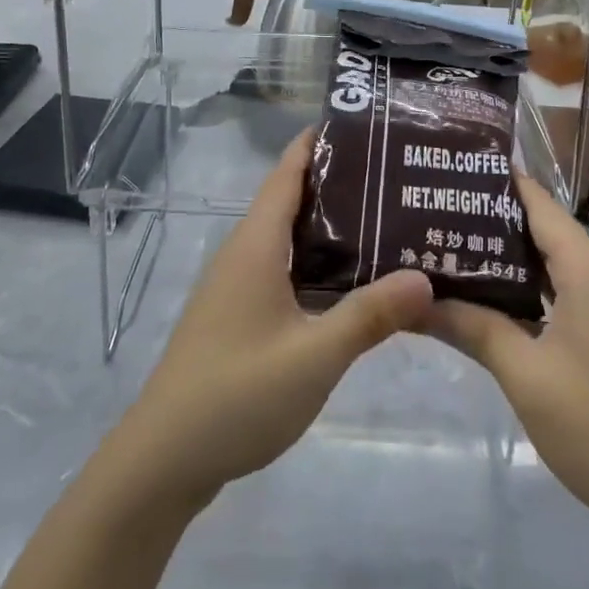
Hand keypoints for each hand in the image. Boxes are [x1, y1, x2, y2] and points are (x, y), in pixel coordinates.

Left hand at [110, 129, 432, 507]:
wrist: (163, 461)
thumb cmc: (237, 395)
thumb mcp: (314, 357)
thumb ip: (370, 316)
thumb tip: (425, 276)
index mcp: (256, 245)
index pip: (288, 171)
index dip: (321, 142)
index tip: (368, 127)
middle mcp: (244, 253)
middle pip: (292, 199)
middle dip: (340, 183)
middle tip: (397, 178)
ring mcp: (237, 286)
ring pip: (288, 238)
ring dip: (331, 227)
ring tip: (388, 223)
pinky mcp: (237, 316)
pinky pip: (283, 270)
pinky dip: (317, 263)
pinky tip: (351, 284)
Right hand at [423, 176, 588, 537]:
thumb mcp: (527, 377)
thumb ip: (473, 329)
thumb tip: (416, 301)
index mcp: (586, 267)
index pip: (536, 201)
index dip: (495, 180)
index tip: (449, 167)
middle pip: (540, 227)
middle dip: (489, 217)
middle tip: (433, 210)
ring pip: (549, 261)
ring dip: (505, 255)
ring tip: (449, 246)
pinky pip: (560, 289)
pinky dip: (524, 286)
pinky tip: (489, 298)